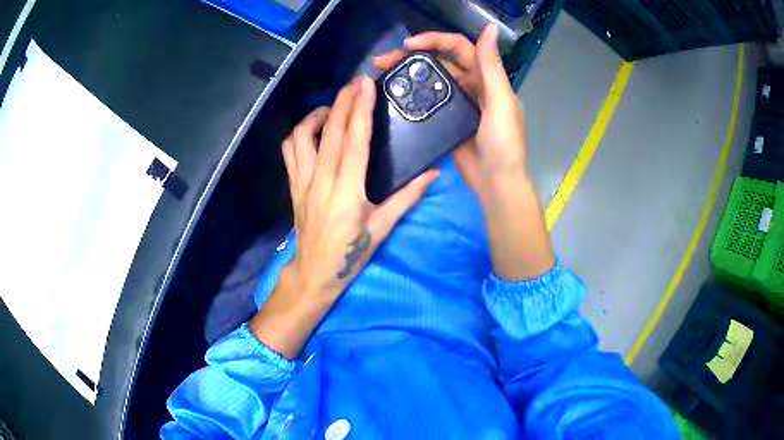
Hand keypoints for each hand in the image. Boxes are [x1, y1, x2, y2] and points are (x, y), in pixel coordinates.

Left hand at [250, 77, 438, 357]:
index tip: (366, 85)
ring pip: (301, 137)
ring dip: (316, 115)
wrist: (315, 273)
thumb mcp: (383, 228)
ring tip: (333, 108)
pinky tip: (313, 131)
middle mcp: (322, 180)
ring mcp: (303, 182)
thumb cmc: (351, 254)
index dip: (360, 109)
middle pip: (330, 131)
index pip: (354, 140)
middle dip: (343, 101)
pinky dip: (299, 134)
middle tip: (356, 83)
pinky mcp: (294, 186)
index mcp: (348, 191)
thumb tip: (433, 173)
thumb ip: (408, 197)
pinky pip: (289, 151)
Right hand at [374, 25, 553, 281]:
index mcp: (486, 78)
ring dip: (408, 73)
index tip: (409, 44)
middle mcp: (471, 86)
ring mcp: (457, 104)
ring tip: (381, 74)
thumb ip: (491, 66)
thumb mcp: (501, 102)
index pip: (459, 48)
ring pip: (431, 80)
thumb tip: (490, 28)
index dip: (435, 40)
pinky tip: (394, 95)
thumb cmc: (504, 143)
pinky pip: (427, 101)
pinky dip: (412, 95)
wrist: (496, 183)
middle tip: (382, 60)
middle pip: (440, 62)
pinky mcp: (446, 121)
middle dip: (412, 56)